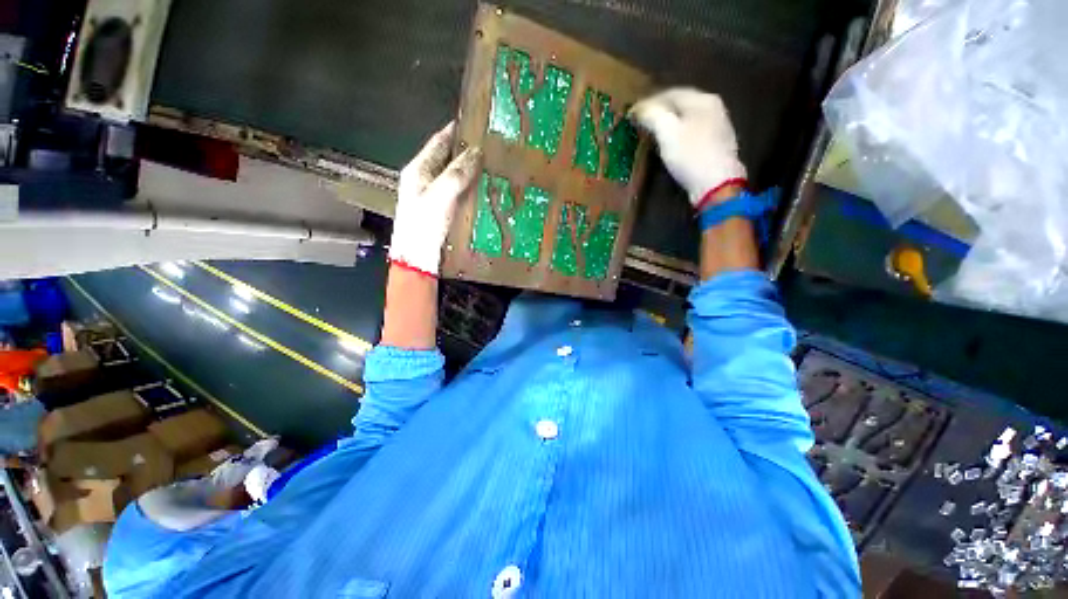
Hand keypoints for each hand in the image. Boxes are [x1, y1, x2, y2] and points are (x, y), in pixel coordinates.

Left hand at [389, 122, 480, 275]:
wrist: (419, 259)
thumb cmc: (424, 225)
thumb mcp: (440, 196)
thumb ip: (456, 173)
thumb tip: (476, 152)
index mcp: (418, 169)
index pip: (439, 141)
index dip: (456, 130)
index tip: (477, 122)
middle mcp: (425, 179)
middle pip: (448, 159)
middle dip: (468, 151)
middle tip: (492, 146)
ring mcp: (435, 196)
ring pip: (455, 176)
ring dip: (472, 171)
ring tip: (493, 166)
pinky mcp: (444, 210)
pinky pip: (459, 193)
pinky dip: (472, 188)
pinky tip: (485, 189)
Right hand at [630, 88, 746, 207]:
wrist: (716, 184)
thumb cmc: (690, 155)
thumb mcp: (667, 132)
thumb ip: (652, 115)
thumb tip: (638, 108)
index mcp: (702, 99)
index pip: (670, 93)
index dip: (648, 102)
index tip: (631, 114)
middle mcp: (713, 107)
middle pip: (680, 104)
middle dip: (659, 111)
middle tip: (641, 122)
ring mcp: (718, 126)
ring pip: (687, 118)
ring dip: (668, 123)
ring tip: (652, 132)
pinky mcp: (716, 145)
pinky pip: (693, 132)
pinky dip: (678, 133)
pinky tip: (671, 144)